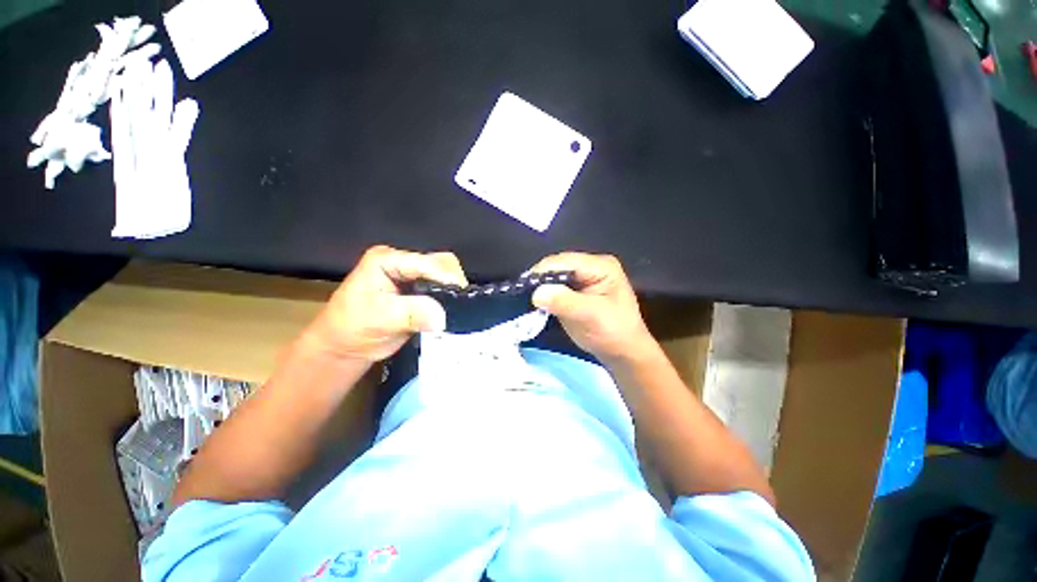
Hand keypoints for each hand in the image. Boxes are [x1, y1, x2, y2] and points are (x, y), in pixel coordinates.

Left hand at [302, 245, 467, 363]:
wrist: (346, 348)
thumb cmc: (352, 329)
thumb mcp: (380, 318)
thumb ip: (413, 313)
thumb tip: (443, 316)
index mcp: (389, 259)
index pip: (428, 262)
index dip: (446, 278)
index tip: (460, 299)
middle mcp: (404, 263)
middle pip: (442, 264)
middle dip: (453, 284)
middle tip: (460, 305)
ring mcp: (414, 277)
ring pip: (446, 277)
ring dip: (454, 293)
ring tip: (458, 310)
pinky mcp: (421, 293)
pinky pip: (444, 291)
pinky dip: (451, 301)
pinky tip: (453, 312)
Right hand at [530, 252, 656, 365]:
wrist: (622, 352)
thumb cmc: (613, 333)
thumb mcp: (590, 316)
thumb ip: (565, 302)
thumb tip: (536, 293)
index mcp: (600, 266)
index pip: (566, 261)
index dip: (543, 271)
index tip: (524, 286)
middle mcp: (591, 266)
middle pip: (558, 266)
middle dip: (540, 278)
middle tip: (521, 292)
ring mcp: (582, 278)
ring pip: (554, 275)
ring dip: (540, 285)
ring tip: (524, 296)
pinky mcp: (574, 290)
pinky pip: (554, 286)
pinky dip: (544, 293)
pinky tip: (534, 301)